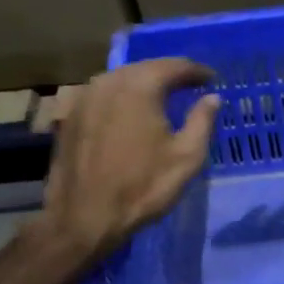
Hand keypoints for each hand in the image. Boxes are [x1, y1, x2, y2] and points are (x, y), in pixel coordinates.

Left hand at [35, 59, 220, 265]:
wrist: (84, 217)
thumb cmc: (142, 187)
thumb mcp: (186, 157)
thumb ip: (202, 121)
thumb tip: (212, 97)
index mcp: (139, 87)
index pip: (174, 66)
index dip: (196, 71)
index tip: (210, 79)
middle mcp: (109, 83)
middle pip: (144, 68)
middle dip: (168, 74)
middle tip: (188, 84)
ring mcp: (85, 98)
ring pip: (120, 80)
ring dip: (143, 84)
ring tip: (162, 96)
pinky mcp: (71, 117)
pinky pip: (103, 96)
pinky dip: (122, 98)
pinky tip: (130, 113)